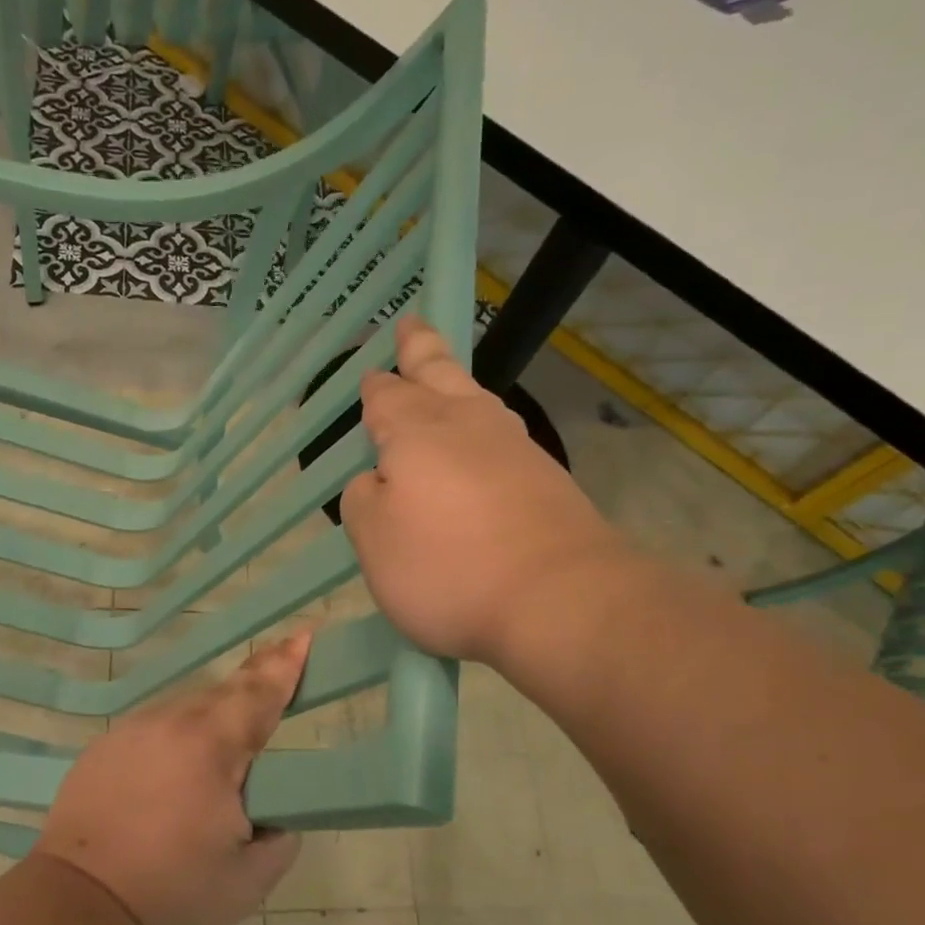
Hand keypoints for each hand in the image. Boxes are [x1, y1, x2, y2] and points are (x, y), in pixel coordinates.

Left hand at [34, 633, 309, 924]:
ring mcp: (131, 731)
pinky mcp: (104, 747)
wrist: (81, 904)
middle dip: (252, 688)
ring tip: (222, 750)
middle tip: (275, 680)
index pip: (259, 694)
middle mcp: (171, 724)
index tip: (303, 636)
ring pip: (185, 709)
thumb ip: (280, 839)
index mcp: (212, 747)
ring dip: (211, 718)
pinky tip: (174, 770)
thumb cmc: (173, 891)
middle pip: (223, 694)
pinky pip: (154, 727)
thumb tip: (277, 818)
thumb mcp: (249, 878)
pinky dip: (175, 737)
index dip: (284, 665)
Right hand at [341, 315, 628, 669]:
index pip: (387, 397)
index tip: (371, 373)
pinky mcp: (547, 480)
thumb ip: (364, 501)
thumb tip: (377, 480)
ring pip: (477, 400)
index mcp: (416, 433)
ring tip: (444, 379)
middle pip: (439, 375)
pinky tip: (482, 444)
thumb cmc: (448, 568)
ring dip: (455, 384)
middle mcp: (467, 427)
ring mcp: (514, 450)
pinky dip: (482, 429)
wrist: (560, 599)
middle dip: (421, 350)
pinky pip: (502, 438)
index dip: (376, 386)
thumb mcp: (375, 541)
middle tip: (412, 325)